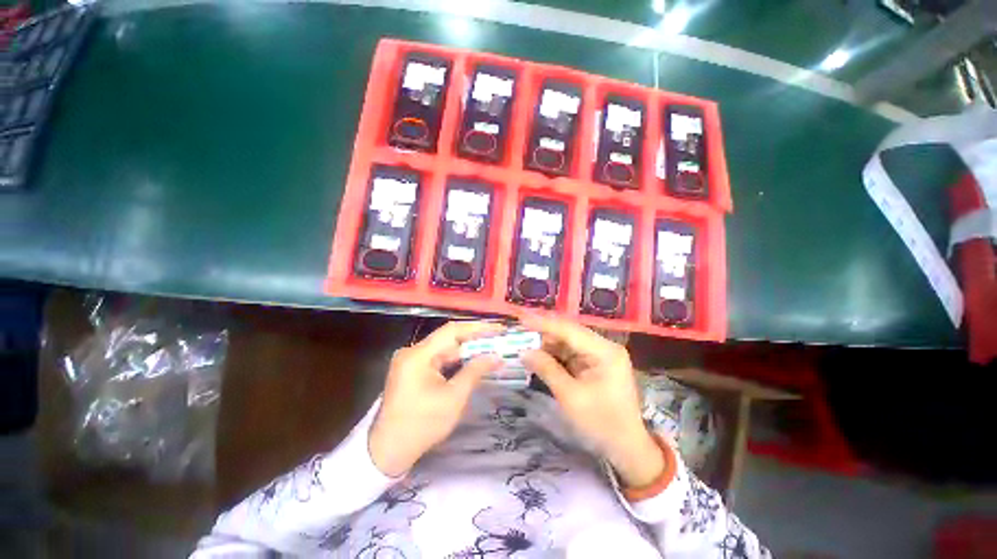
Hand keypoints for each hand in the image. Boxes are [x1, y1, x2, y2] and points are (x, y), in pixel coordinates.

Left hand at [369, 321, 503, 476]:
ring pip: (443, 348)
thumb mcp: (453, 398)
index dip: (477, 328)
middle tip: (498, 340)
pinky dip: (455, 360)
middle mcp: (412, 352)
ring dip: (466, 350)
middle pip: (448, 338)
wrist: (388, 450)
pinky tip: (471, 361)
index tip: (498, 328)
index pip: (452, 331)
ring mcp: (410, 360)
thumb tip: (496, 356)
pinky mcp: (411, 369)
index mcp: (418, 355)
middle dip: (474, 339)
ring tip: (489, 349)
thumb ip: (475, 372)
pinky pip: (437, 358)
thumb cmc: (422, 425)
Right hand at [520, 315, 664, 487]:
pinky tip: (538, 355)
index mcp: (604, 351)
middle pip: (569, 333)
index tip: (521, 319)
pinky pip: (570, 354)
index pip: (569, 330)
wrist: (626, 448)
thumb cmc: (602, 424)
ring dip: (547, 344)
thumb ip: (547, 369)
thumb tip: (524, 352)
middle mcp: (603, 347)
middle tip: (519, 331)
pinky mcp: (593, 365)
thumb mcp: (571, 397)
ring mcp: (599, 355)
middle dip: (544, 333)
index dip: (544, 323)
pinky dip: (553, 355)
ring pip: (567, 342)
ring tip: (524, 343)